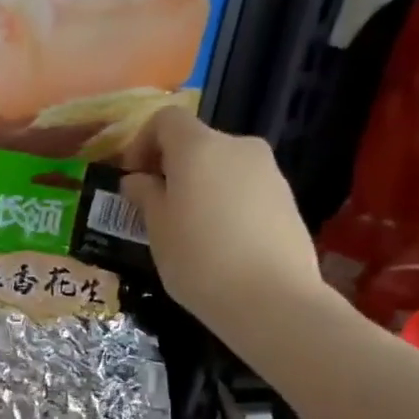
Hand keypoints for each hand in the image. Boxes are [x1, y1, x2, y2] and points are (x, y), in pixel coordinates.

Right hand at [121, 107, 325, 334]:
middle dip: (172, 167)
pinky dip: (226, 202)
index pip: (166, 120)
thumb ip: (145, 196)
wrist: (272, 299)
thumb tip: (137, 180)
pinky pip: (245, 188)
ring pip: (222, 166)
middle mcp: (237, 146)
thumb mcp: (157, 230)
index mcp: (199, 147)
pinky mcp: (286, 197)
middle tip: (156, 207)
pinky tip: (221, 242)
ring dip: (200, 185)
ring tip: (189, 229)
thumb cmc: (199, 261)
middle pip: (197, 143)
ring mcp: (268, 171)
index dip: (142, 142)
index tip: (133, 177)